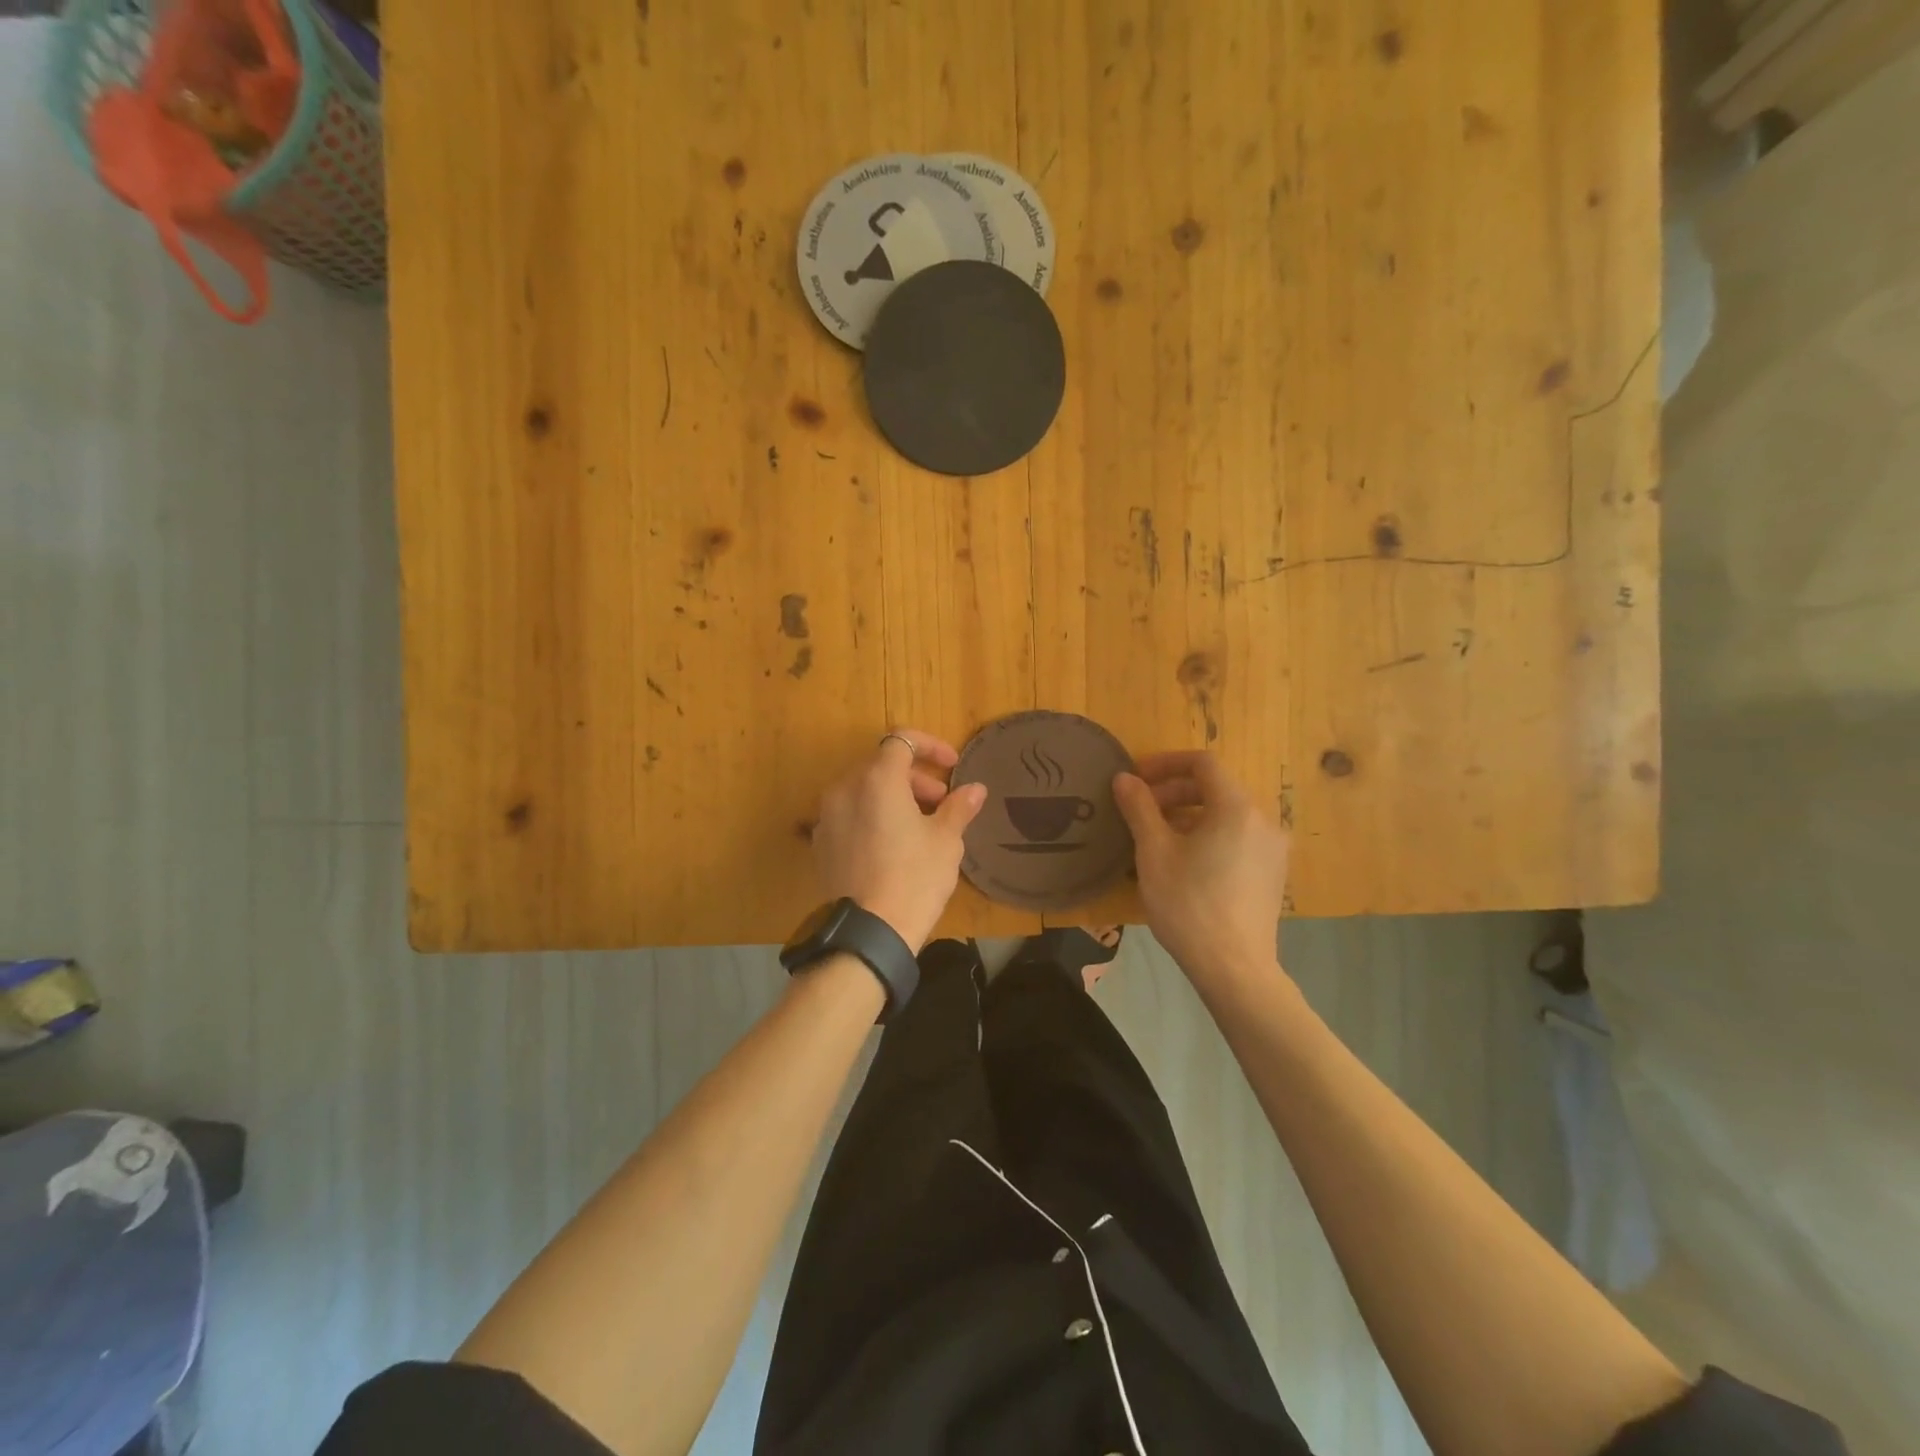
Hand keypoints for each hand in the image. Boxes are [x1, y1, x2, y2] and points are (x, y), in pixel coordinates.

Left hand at [810, 730, 987, 951]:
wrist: (870, 932)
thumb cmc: (915, 878)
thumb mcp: (946, 840)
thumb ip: (959, 806)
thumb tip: (975, 789)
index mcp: (877, 779)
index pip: (902, 740)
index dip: (930, 746)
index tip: (952, 766)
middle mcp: (845, 789)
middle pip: (881, 765)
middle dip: (915, 776)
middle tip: (941, 801)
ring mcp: (827, 816)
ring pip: (863, 790)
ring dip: (893, 796)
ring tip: (918, 825)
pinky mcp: (820, 843)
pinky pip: (848, 814)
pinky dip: (871, 816)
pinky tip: (890, 845)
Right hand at [1112, 751, 1289, 983]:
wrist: (1234, 968)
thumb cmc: (1189, 904)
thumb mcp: (1154, 852)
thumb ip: (1139, 808)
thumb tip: (1124, 778)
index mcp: (1236, 808)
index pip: (1202, 763)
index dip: (1165, 764)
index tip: (1136, 779)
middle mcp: (1262, 820)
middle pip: (1215, 788)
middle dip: (1173, 792)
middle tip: (1139, 811)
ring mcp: (1272, 849)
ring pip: (1225, 815)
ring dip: (1187, 815)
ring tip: (1155, 838)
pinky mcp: (1271, 873)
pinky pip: (1236, 838)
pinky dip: (1207, 835)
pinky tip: (1182, 862)